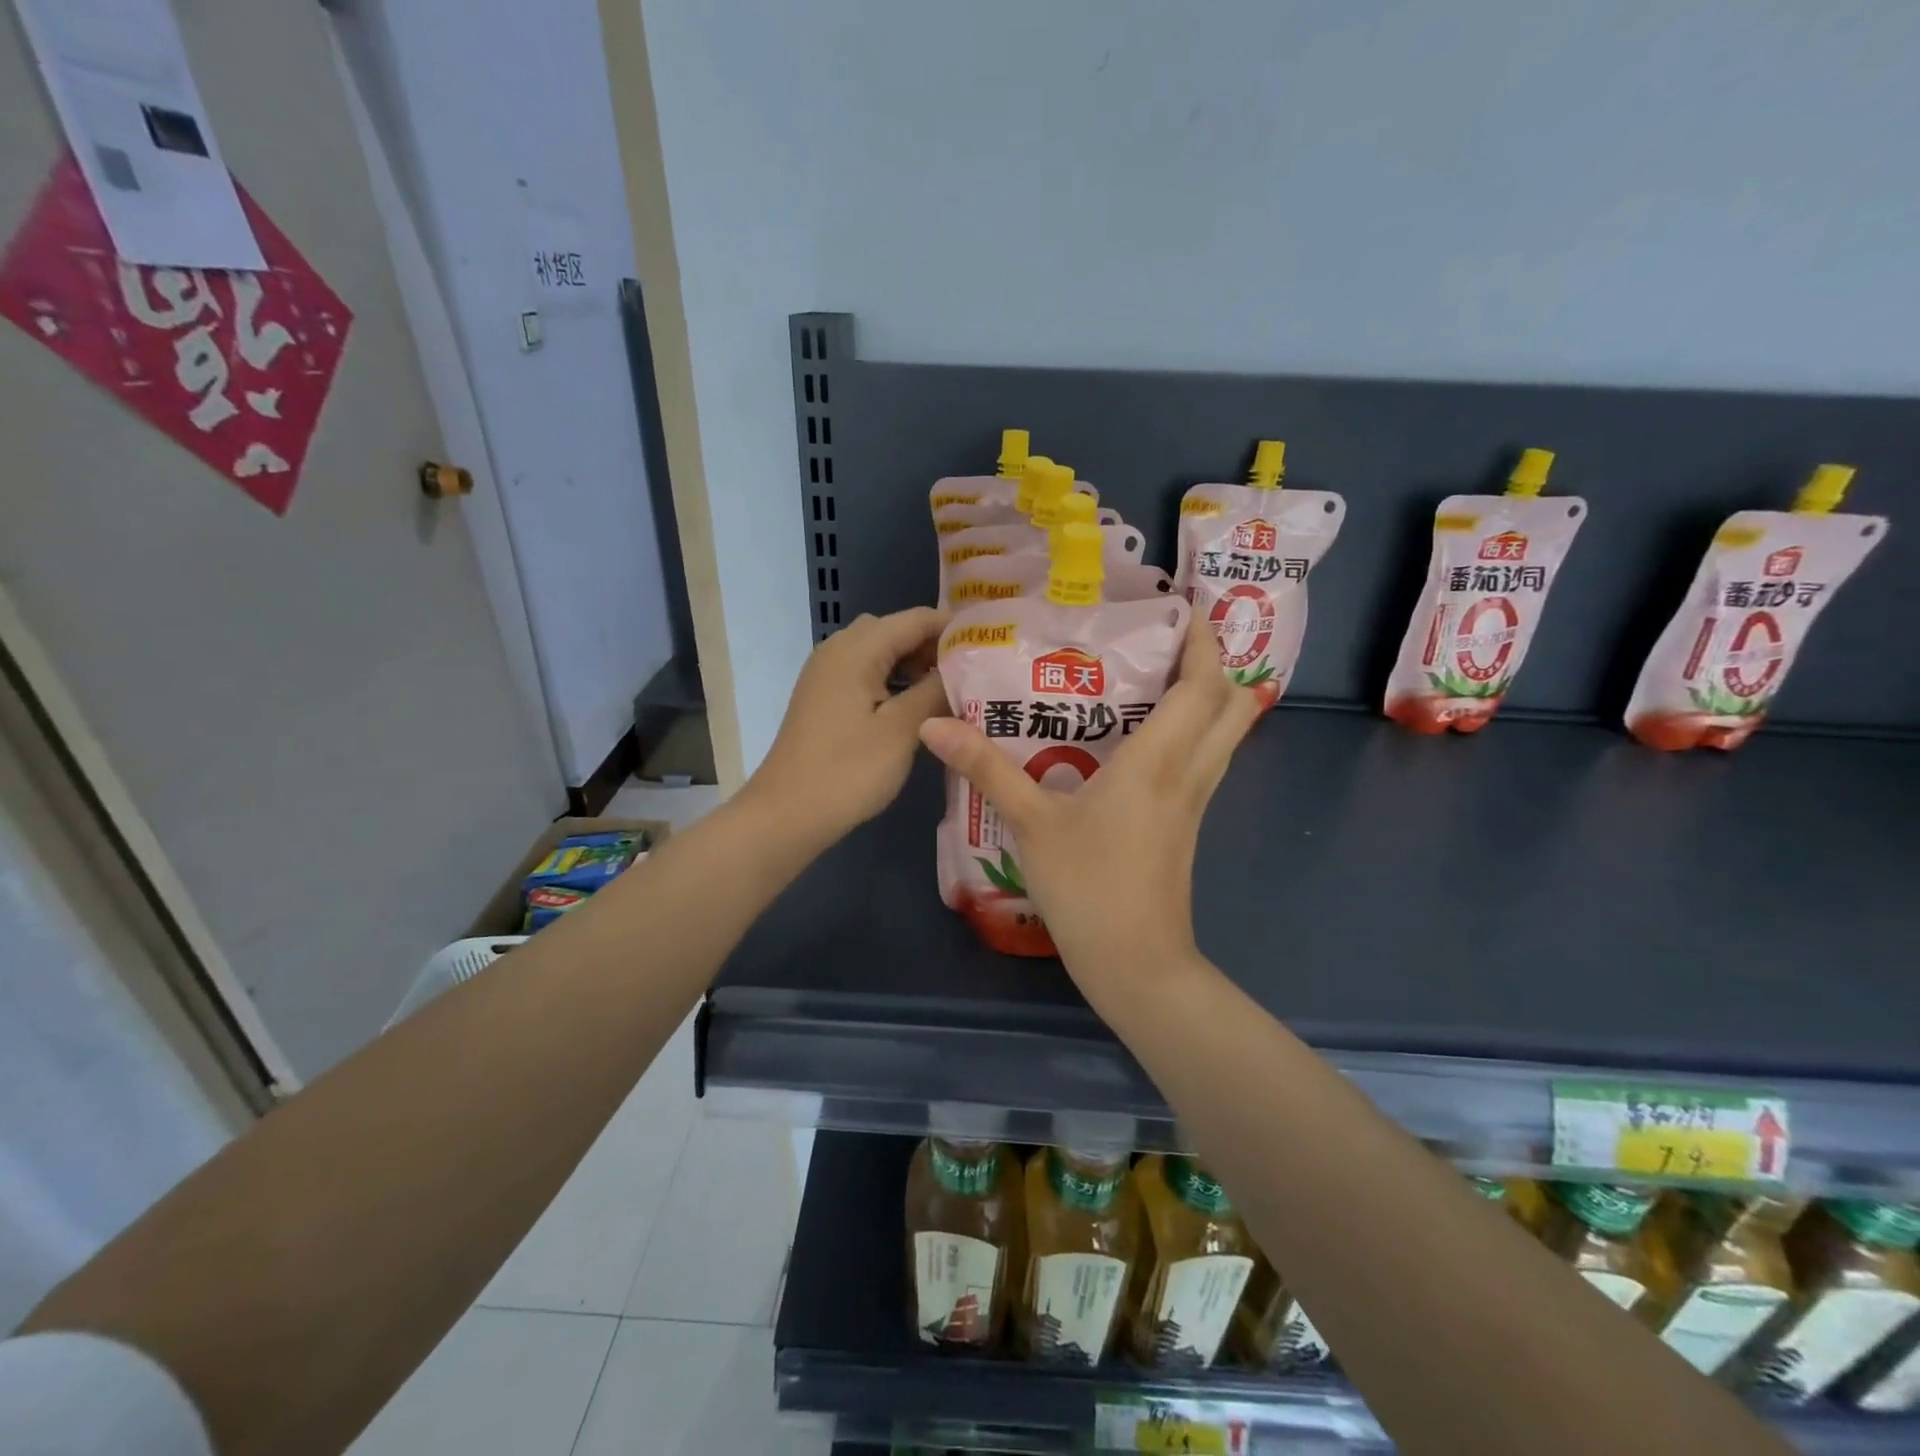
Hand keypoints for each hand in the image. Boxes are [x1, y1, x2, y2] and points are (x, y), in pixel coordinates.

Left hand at [743, 607, 949, 850]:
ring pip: (879, 652)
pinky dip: (893, 680)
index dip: (954, 629)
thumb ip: (935, 691)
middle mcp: (837, 650)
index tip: (989, 649)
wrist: (786, 815)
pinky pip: (865, 673)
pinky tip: (914, 708)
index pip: (916, 618)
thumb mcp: (902, 730)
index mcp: (856, 649)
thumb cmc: (848, 771)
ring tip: (948, 692)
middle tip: (969, 675)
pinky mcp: (823, 698)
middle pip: (895, 630)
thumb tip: (960, 669)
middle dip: (933, 646)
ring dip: (913, 664)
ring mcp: (826, 674)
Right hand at [917, 612, 1258, 999]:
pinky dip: (1195, 730)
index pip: (1202, 685)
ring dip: (1209, 695)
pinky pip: (1207, 759)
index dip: (1202, 640)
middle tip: (1170, 638)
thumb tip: (935, 726)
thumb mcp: (1031, 824)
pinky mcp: (1189, 822)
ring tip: (1160, 672)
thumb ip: (986, 769)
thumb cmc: (1088, 888)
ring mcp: (1196, 800)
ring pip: (1226, 732)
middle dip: (1214, 661)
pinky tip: (1148, 733)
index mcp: (1159, 761)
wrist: (1136, 963)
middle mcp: (1190, 772)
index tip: (1183, 606)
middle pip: (1233, 703)